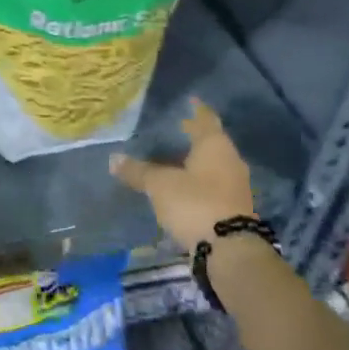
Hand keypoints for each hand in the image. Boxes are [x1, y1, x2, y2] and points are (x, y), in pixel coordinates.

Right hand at [110, 99, 255, 251]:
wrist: (229, 249)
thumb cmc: (195, 203)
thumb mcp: (160, 185)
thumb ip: (138, 171)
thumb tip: (113, 158)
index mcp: (214, 145)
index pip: (205, 119)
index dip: (196, 109)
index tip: (190, 100)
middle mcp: (229, 160)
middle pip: (210, 142)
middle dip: (193, 136)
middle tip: (176, 129)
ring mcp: (235, 185)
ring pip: (213, 164)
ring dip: (196, 161)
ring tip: (174, 159)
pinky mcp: (233, 207)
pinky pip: (213, 185)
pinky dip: (198, 181)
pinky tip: (184, 187)